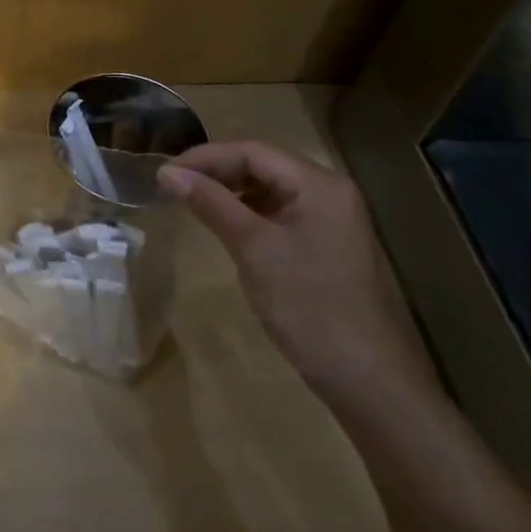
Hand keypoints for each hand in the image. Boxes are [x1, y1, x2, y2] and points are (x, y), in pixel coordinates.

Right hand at [158, 141, 434, 401]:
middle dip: (215, 171)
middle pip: (262, 165)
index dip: (205, 157)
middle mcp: (328, 192)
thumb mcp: (254, 248)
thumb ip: (211, 203)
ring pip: (268, 190)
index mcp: (319, 184)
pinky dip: (246, 213)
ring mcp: (329, 220)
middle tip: (171, 185)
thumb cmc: (309, 305)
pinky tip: (222, 224)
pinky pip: (277, 214)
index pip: (252, 151)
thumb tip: (167, 172)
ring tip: (189, 201)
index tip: (164, 173)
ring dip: (228, 191)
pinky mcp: (323, 246)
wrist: (367, 380)